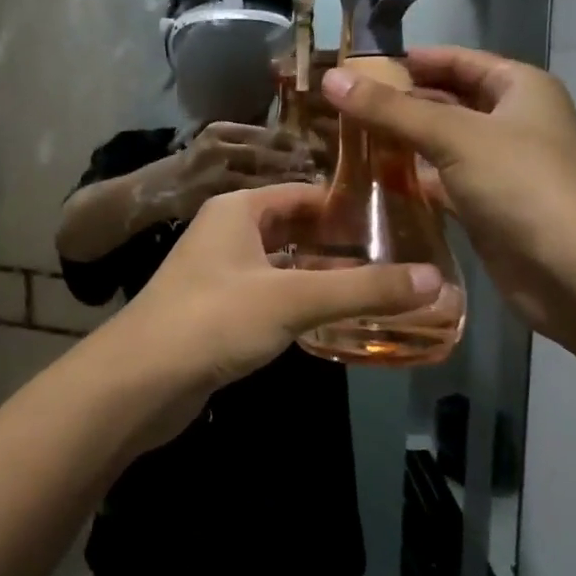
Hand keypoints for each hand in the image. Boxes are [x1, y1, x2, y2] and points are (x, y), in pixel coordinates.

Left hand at [104, 184, 441, 449]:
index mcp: (238, 209)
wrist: (140, 381)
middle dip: (338, 244)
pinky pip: (268, 297)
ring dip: (320, 277)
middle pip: (293, 228)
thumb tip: (436, 280)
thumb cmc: (214, 319)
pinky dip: (299, 304)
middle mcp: (226, 233)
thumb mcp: (293, 298)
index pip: (303, 194)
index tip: (396, 221)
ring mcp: (218, 274)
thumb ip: (363, 289)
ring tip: (376, 290)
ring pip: (281, 266)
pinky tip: (332, 322)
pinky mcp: (217, 312)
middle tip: (395, 259)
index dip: (346, 205)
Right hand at [160, 121, 311, 222]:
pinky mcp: (212, 201)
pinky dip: (272, 207)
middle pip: (270, 155)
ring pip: (263, 181)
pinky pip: (250, 204)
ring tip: (313, 194)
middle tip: (324, 176)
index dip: (297, 143)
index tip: (321, 152)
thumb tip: (295, 148)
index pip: (270, 134)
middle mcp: (218, 148)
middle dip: (298, 166)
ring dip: (290, 186)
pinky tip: (290, 213)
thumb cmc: (192, 167)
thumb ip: (248, 144)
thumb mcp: (216, 145)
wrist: (153, 190)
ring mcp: (214, 176)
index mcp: (221, 130)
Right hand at [321, 47, 575, 338]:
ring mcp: (500, 168)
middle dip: (397, 103)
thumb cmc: (523, 185)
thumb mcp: (454, 136)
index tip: (354, 67)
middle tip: (337, 107)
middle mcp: (511, 121)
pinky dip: (411, 181)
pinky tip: (370, 181)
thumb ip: (391, 109)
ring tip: (342, 140)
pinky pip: (442, 183)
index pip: (455, 60)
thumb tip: (331, 79)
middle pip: (445, 101)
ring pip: (440, 145)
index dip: (407, 60)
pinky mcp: (487, 208)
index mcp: (518, 87)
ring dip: (400, 144)